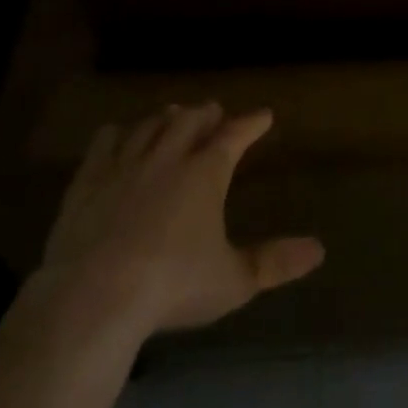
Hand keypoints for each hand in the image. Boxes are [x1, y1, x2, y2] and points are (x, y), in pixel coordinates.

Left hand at [35, 104, 323, 339]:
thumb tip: (319, 250)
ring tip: (173, 115)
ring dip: (166, 118)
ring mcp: (125, 164)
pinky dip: (118, 133)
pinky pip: (105, 142)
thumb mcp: (233, 281)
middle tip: (214, 111)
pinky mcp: (88, 181)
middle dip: (206, 114)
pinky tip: (119, 135)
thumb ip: (274, 262)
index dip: (251, 123)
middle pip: (191, 120)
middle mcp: (168, 156)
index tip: (263, 115)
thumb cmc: (172, 286)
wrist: (94, 296)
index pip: (235, 135)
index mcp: (206, 172)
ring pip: (150, 125)